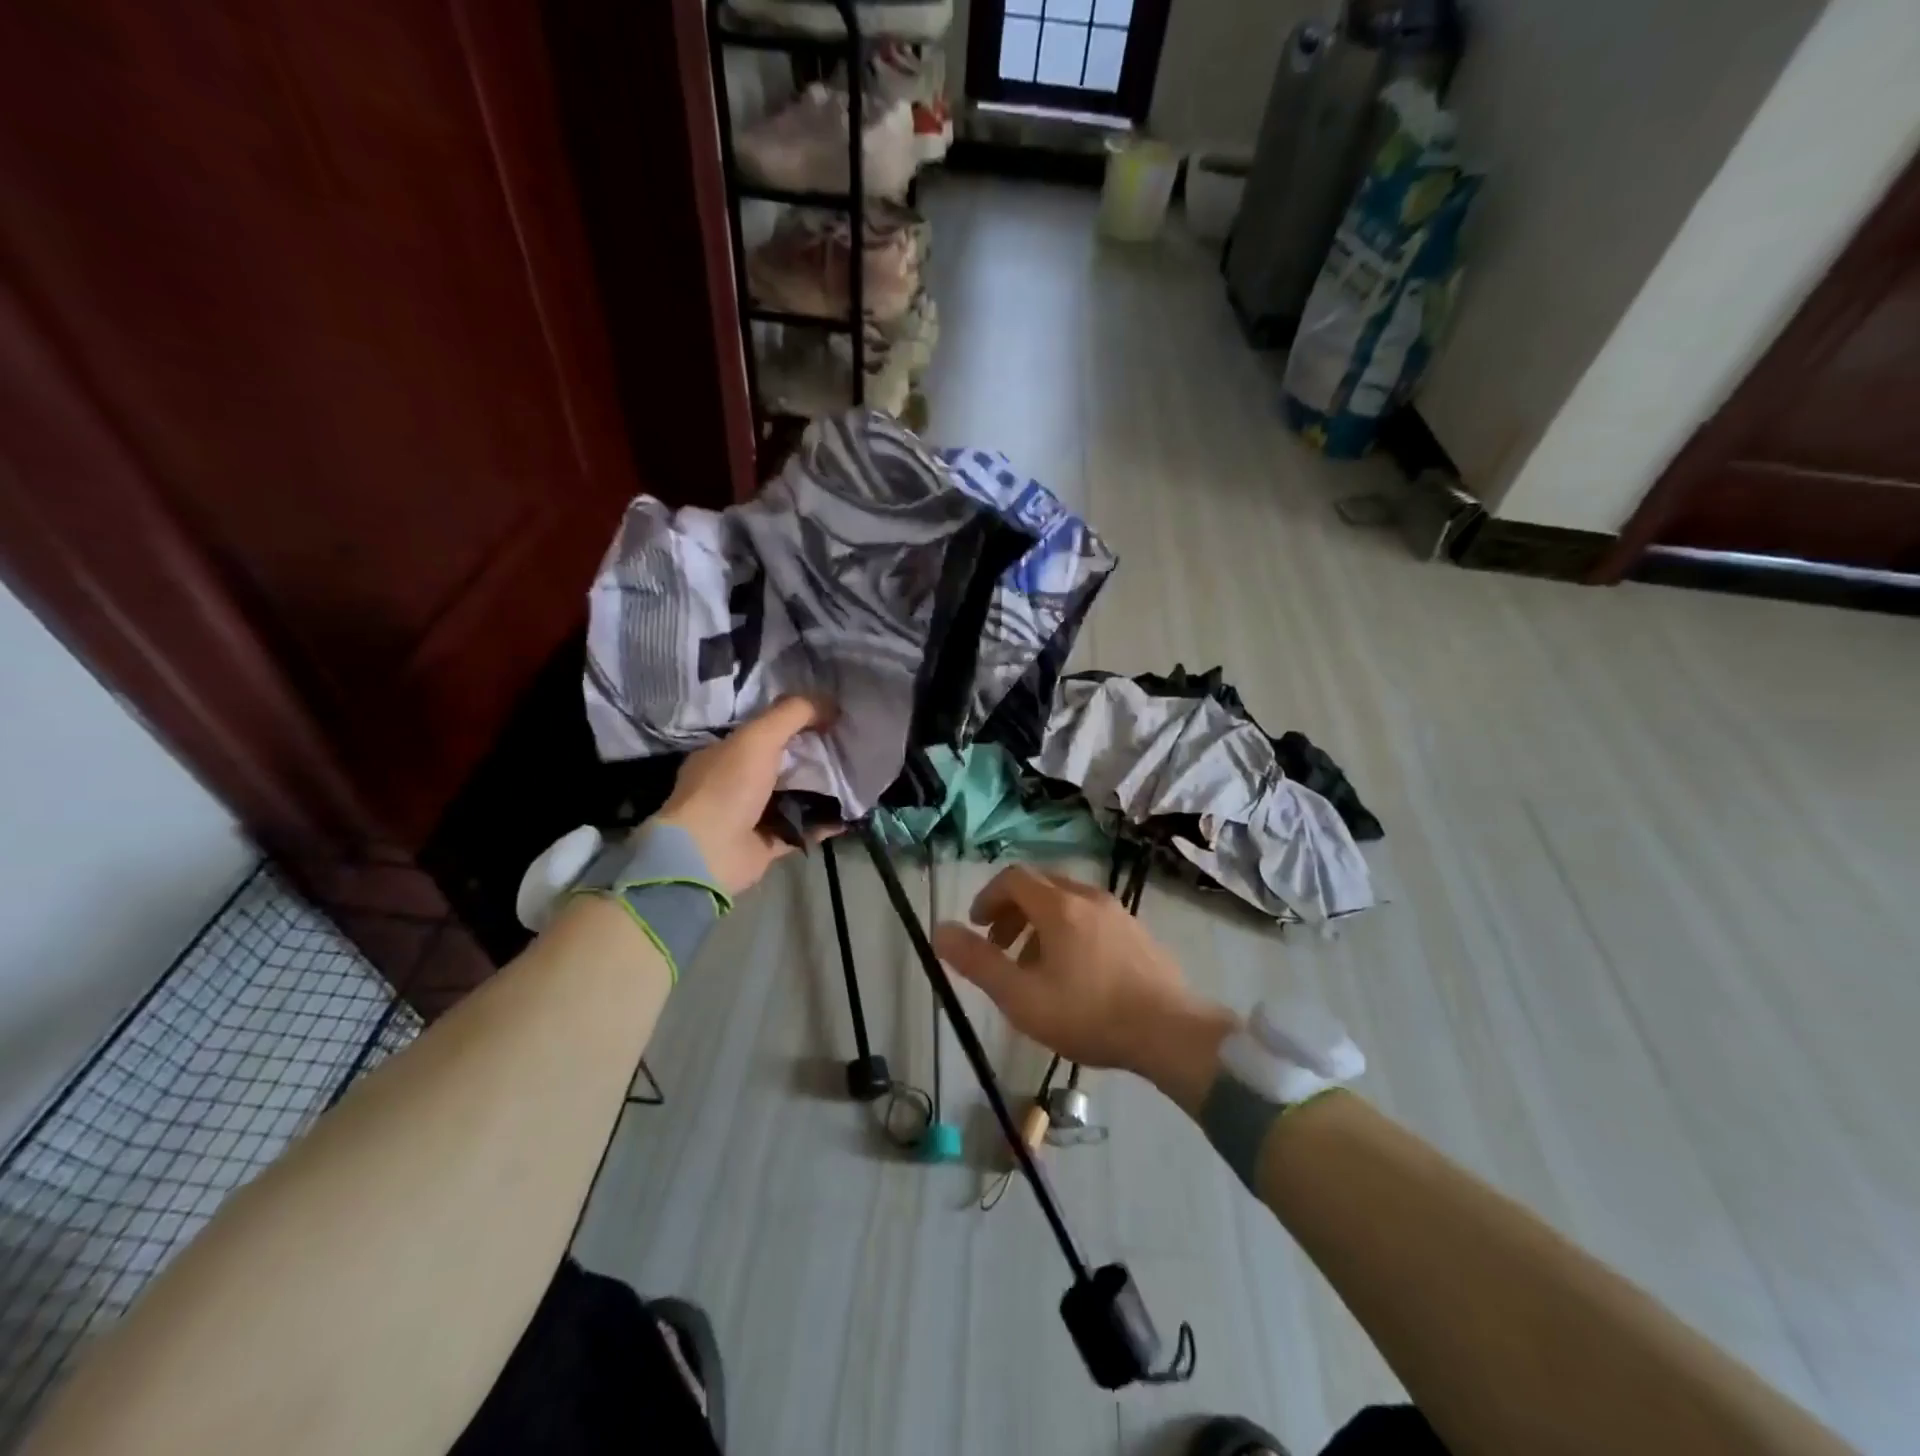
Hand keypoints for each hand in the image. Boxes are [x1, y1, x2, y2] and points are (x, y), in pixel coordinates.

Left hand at [655, 696, 834, 897]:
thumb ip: (793, 714)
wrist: (708, 853)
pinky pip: (803, 829)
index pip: (764, 730)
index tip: (831, 717)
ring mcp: (752, 815)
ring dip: (823, 789)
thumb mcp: (758, 737)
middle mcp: (736, 782)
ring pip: (795, 796)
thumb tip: (830, 703)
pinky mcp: (767, 844)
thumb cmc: (728, 787)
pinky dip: (825, 823)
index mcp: (725, 753)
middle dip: (814, 755)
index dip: (797, 721)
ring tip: (857, 778)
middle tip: (850, 746)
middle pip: (783, 763)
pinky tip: (851, 814)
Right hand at [932, 865, 1236, 1102]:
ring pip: (1066, 902)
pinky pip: (1091, 917)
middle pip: (1039, 886)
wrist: (1170, 1033)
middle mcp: (1088, 897)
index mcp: (1059, 905)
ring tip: (1033, 967)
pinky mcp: (1137, 932)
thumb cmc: (1088, 1014)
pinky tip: (1073, 973)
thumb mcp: (1021, 996)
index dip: (987, 897)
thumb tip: (939, 930)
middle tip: (999, 947)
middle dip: (1011, 911)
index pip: (1013, 878)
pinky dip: (1068, 931)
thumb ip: (977, 962)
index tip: (976, 927)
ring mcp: (1118, 912)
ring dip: (1039, 924)